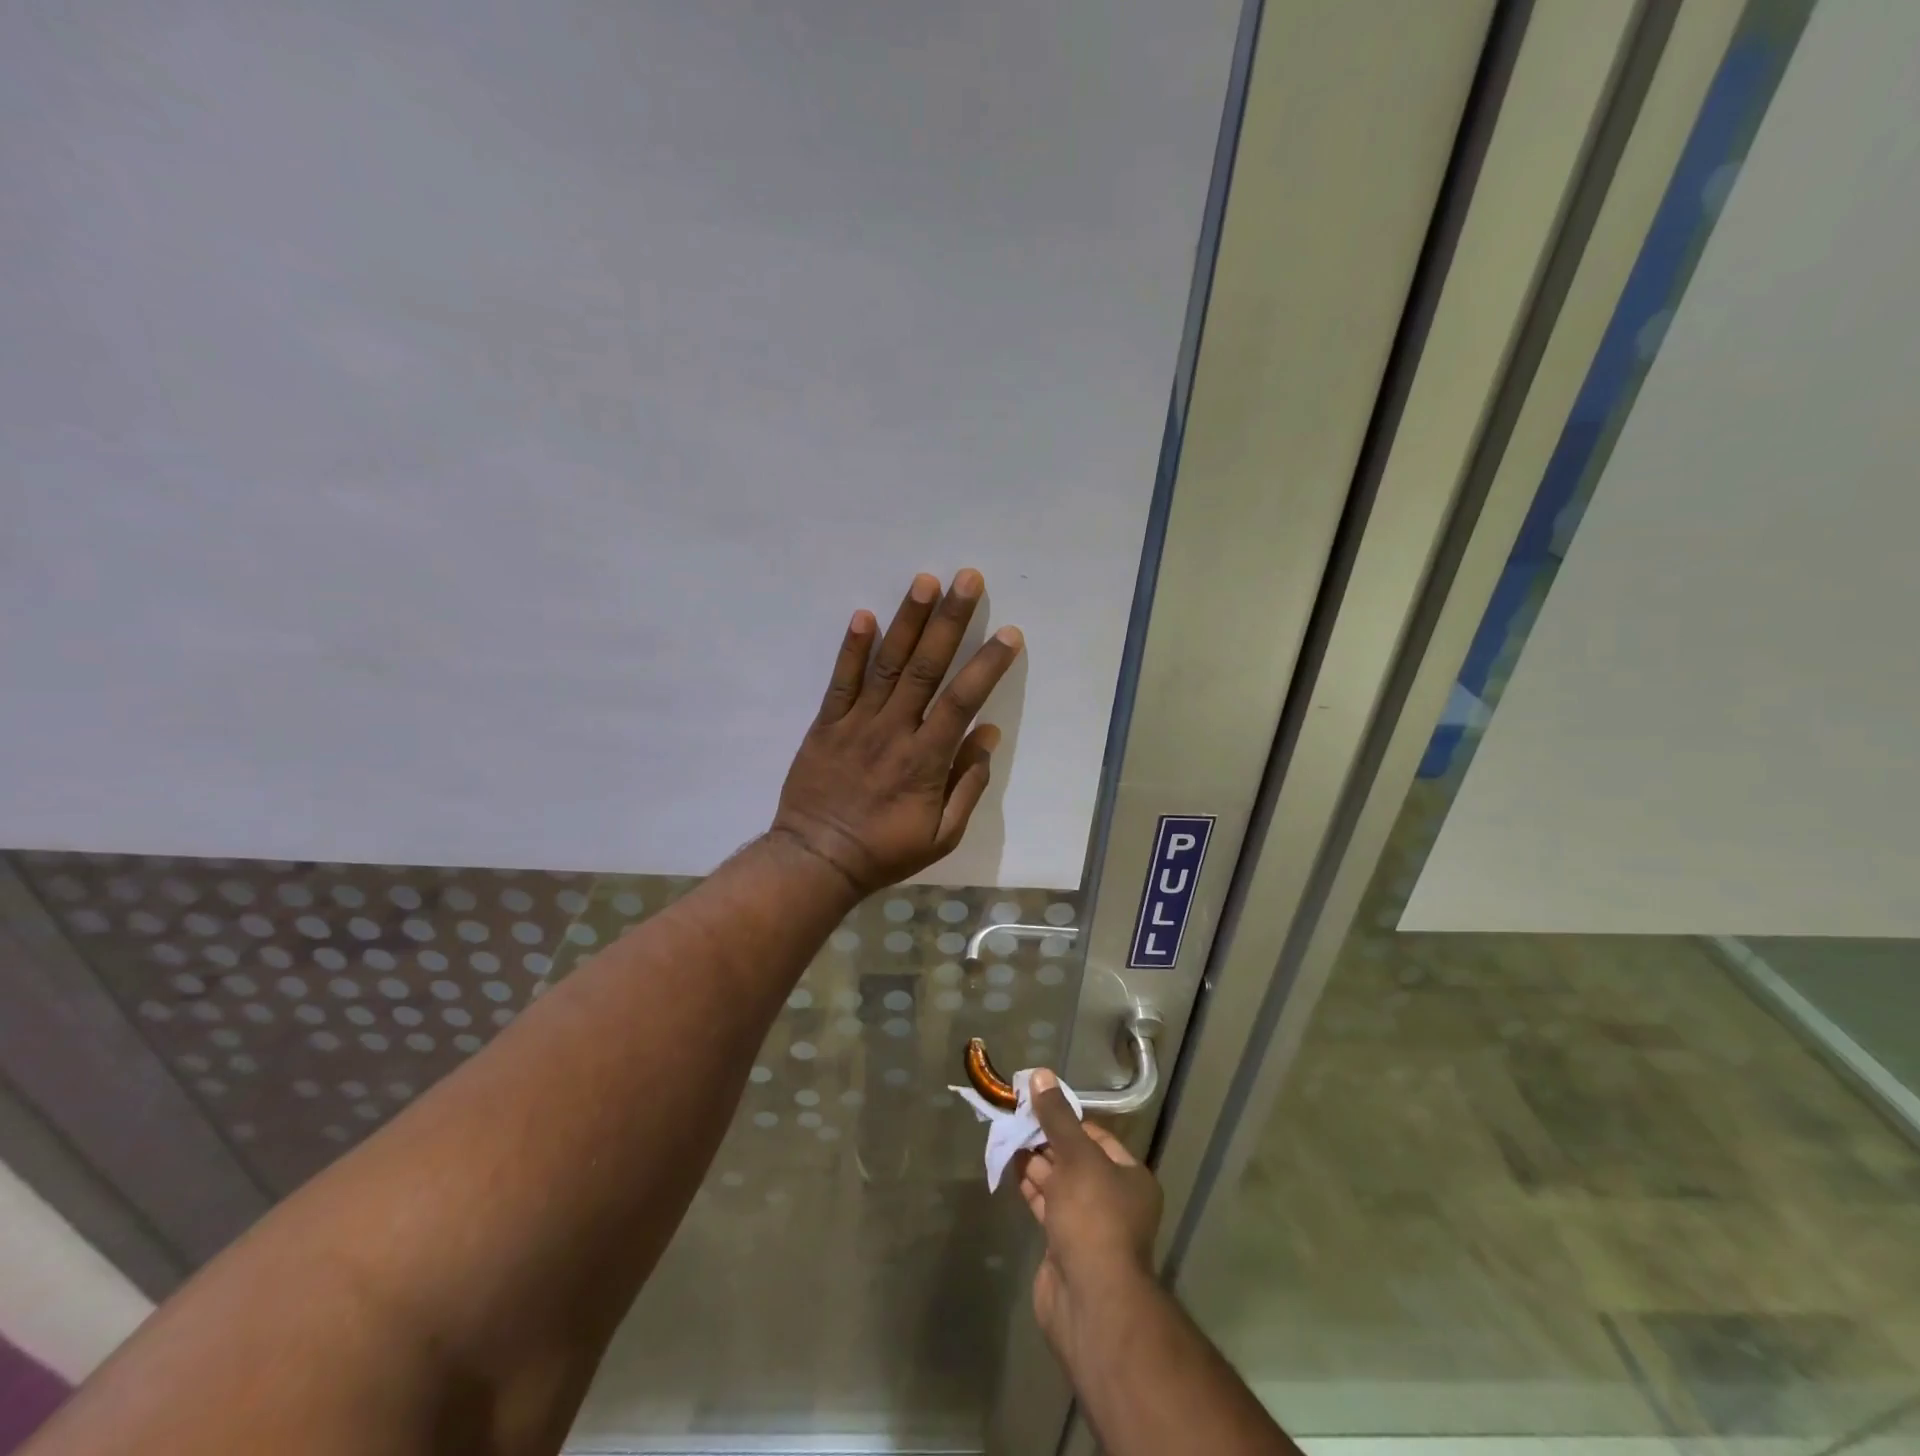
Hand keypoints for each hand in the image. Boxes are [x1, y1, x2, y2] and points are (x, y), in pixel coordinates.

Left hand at [771, 569, 1022, 896]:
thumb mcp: (942, 835)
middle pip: (926, 668)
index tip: (1009, 633)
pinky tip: (863, 615)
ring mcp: (856, 724)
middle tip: (967, 579)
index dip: (987, 665)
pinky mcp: (826, 725)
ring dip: (907, 621)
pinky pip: (840, 682)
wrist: (816, 860)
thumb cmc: (884, 851)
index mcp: (926, 759)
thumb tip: (988, 735)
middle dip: (950, 621)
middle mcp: (894, 731)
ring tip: (924, 581)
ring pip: (887, 665)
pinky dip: (852, 649)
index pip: (963, 701)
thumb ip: (968, 785)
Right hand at [1017, 1070, 1164, 1363]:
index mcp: (1130, 1177)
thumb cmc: (1093, 1218)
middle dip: (1046, 1138)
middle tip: (1014, 1115)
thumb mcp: (1076, 1157)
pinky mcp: (1064, 1245)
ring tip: (1005, 1133)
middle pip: (1075, 1158)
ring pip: (1058, 1182)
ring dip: (1034, 1160)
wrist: (1090, 1300)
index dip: (1066, 1118)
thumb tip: (1040, 1074)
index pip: (1096, 1136)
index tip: (1036, 1102)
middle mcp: (1113, 1199)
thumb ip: (1056, 1116)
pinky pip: (1046, 1204)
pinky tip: (1009, 1165)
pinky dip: (1029, 1185)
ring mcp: (1089, 1225)